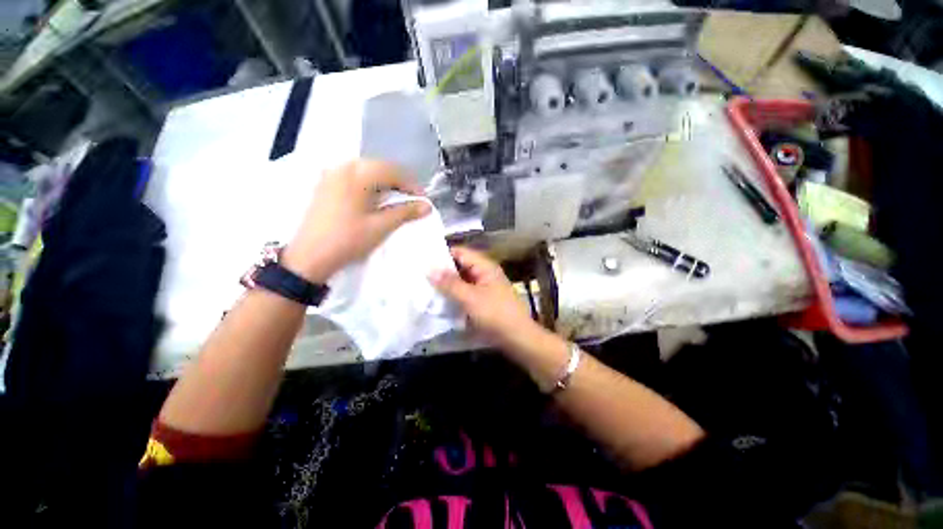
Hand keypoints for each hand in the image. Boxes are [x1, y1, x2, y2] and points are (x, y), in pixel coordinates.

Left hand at [283, 159, 429, 281]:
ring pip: (367, 171)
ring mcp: (332, 175)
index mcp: (357, 174)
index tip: (423, 200)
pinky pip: (355, 177)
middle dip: (399, 182)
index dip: (411, 185)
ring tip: (397, 200)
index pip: (393, 171)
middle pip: (380, 167)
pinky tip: (376, 199)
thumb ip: (406, 212)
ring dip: (386, 183)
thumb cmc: (349, 240)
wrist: (310, 257)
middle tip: (412, 200)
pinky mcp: (326, 185)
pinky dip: (370, 185)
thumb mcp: (381, 226)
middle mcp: (343, 167)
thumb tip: (427, 206)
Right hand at [430, 246, 538, 351]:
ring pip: (460, 281)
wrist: (518, 338)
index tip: (421, 259)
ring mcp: (483, 288)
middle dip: (441, 271)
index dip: (442, 254)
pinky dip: (452, 296)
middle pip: (459, 267)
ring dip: (446, 285)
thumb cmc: (496, 314)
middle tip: (418, 275)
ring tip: (423, 288)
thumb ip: (449, 283)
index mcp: (484, 267)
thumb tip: (429, 269)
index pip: (460, 252)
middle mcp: (484, 274)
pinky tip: (438, 302)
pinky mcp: (481, 302)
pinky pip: (464, 294)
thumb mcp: (470, 298)